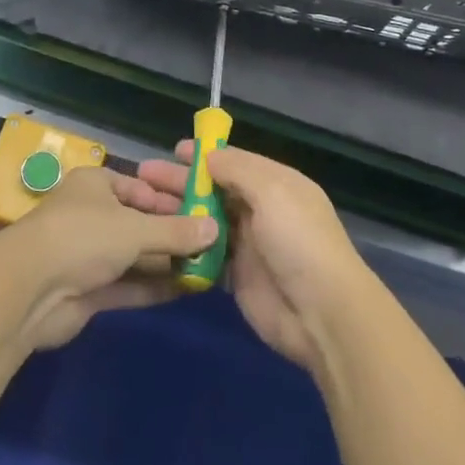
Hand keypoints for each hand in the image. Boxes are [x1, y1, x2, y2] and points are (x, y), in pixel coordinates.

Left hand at [0, 165, 218, 350]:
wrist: (28, 292)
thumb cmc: (83, 237)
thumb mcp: (135, 228)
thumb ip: (176, 231)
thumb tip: (215, 229)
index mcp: (96, 185)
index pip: (139, 188)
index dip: (170, 201)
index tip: (202, 214)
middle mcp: (92, 216)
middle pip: (138, 223)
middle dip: (172, 235)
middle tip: (211, 245)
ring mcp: (88, 255)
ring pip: (134, 256)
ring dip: (165, 264)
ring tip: (206, 269)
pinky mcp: (87, 291)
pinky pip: (127, 284)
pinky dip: (152, 287)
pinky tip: (186, 291)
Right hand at [166, 141, 375, 375]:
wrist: (322, 313)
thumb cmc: (299, 241)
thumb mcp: (272, 192)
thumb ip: (238, 170)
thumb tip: (208, 156)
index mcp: (276, 183)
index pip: (235, 161)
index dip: (205, 155)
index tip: (173, 150)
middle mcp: (262, 209)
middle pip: (215, 189)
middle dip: (182, 181)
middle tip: (144, 176)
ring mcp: (249, 244)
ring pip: (206, 220)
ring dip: (178, 212)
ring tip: (142, 206)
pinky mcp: (238, 277)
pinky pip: (206, 255)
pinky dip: (186, 247)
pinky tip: (158, 241)